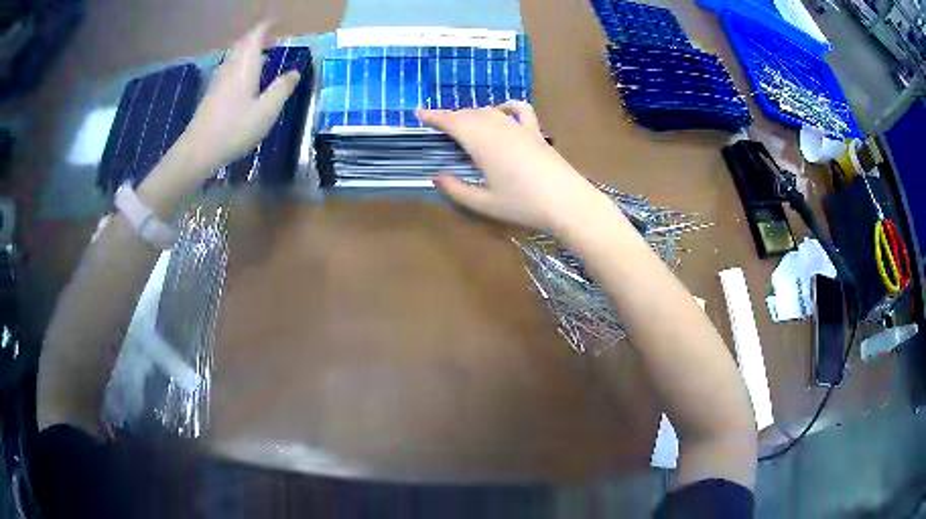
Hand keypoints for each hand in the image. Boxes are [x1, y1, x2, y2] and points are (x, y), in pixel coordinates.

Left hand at [177, 21, 300, 173]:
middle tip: (270, 38)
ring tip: (260, 56)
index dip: (265, 26)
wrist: (197, 151)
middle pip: (242, 44)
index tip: (276, 21)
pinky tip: (243, 78)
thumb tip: (294, 72)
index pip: (254, 37)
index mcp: (245, 67)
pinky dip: (239, 65)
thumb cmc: (234, 129)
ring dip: (246, 51)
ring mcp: (218, 82)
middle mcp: (230, 69)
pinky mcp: (211, 95)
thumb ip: (282, 89)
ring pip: (233, 57)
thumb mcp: (266, 111)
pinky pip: (228, 70)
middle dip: (256, 37)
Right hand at [417, 102, 614, 233]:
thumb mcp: (484, 203)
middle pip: (469, 114)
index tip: (419, 113)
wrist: (566, 201)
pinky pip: (520, 110)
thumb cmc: (523, 204)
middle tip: (438, 126)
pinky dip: (507, 106)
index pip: (452, 121)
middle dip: (451, 117)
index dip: (433, 115)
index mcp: (480, 142)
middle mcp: (497, 127)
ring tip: (464, 125)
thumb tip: (437, 177)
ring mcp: (519, 127)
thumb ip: (457, 190)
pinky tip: (502, 111)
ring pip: (489, 111)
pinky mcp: (535, 131)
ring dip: (472, 114)